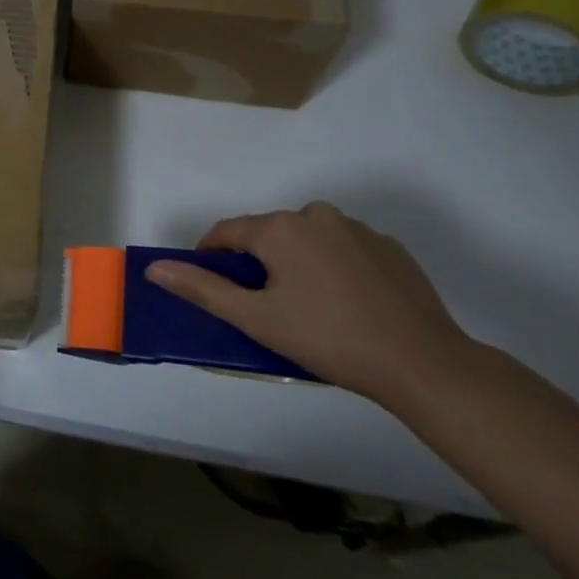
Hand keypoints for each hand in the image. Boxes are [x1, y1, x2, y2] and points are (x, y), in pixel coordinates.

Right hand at [147, 203, 469, 405]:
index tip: (212, 287)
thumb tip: (155, 268)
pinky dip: (333, 269)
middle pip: (268, 235)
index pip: (227, 232)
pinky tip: (346, 306)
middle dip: (258, 265)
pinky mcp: (389, 248)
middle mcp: (316, 215)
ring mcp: (357, 228)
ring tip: (309, 310)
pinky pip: (343, 250)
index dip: (211, 257)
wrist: (424, 364)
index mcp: (280, 227)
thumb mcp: (257, 319)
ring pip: (307, 241)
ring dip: (296, 265)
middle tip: (265, 309)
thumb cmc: (329, 339)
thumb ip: (203, 289)